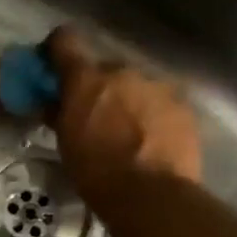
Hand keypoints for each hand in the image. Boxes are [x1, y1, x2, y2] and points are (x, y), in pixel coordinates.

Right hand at [44, 26, 201, 199]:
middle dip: (98, 87)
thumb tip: (54, 103)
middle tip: (95, 115)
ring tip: (128, 132)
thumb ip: (59, 114)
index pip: (65, 40)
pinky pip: (159, 101)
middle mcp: (122, 71)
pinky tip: (152, 140)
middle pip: (105, 69)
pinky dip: (152, 114)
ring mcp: (156, 85)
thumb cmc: (96, 172)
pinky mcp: (182, 104)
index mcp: (86, 79)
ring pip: (135, 85)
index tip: (54, 65)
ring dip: (128, 100)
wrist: (151, 196)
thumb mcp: (65, 144)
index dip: (57, 49)